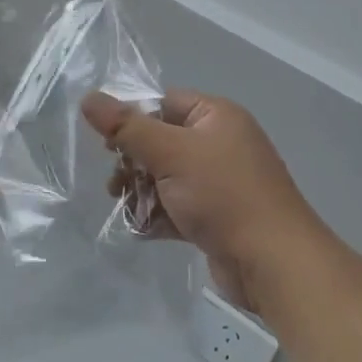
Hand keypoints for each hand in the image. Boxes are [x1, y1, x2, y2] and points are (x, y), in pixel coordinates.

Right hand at [81, 90, 320, 311]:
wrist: (273, 263)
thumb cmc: (223, 195)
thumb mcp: (169, 153)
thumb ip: (126, 126)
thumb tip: (88, 98)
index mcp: (216, 116)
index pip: (163, 103)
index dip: (133, 119)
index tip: (108, 144)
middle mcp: (220, 143)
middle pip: (161, 141)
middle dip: (133, 162)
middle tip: (115, 181)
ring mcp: (220, 182)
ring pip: (165, 177)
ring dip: (141, 191)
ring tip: (125, 206)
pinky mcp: (217, 217)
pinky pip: (177, 206)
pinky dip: (158, 215)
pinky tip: (141, 228)